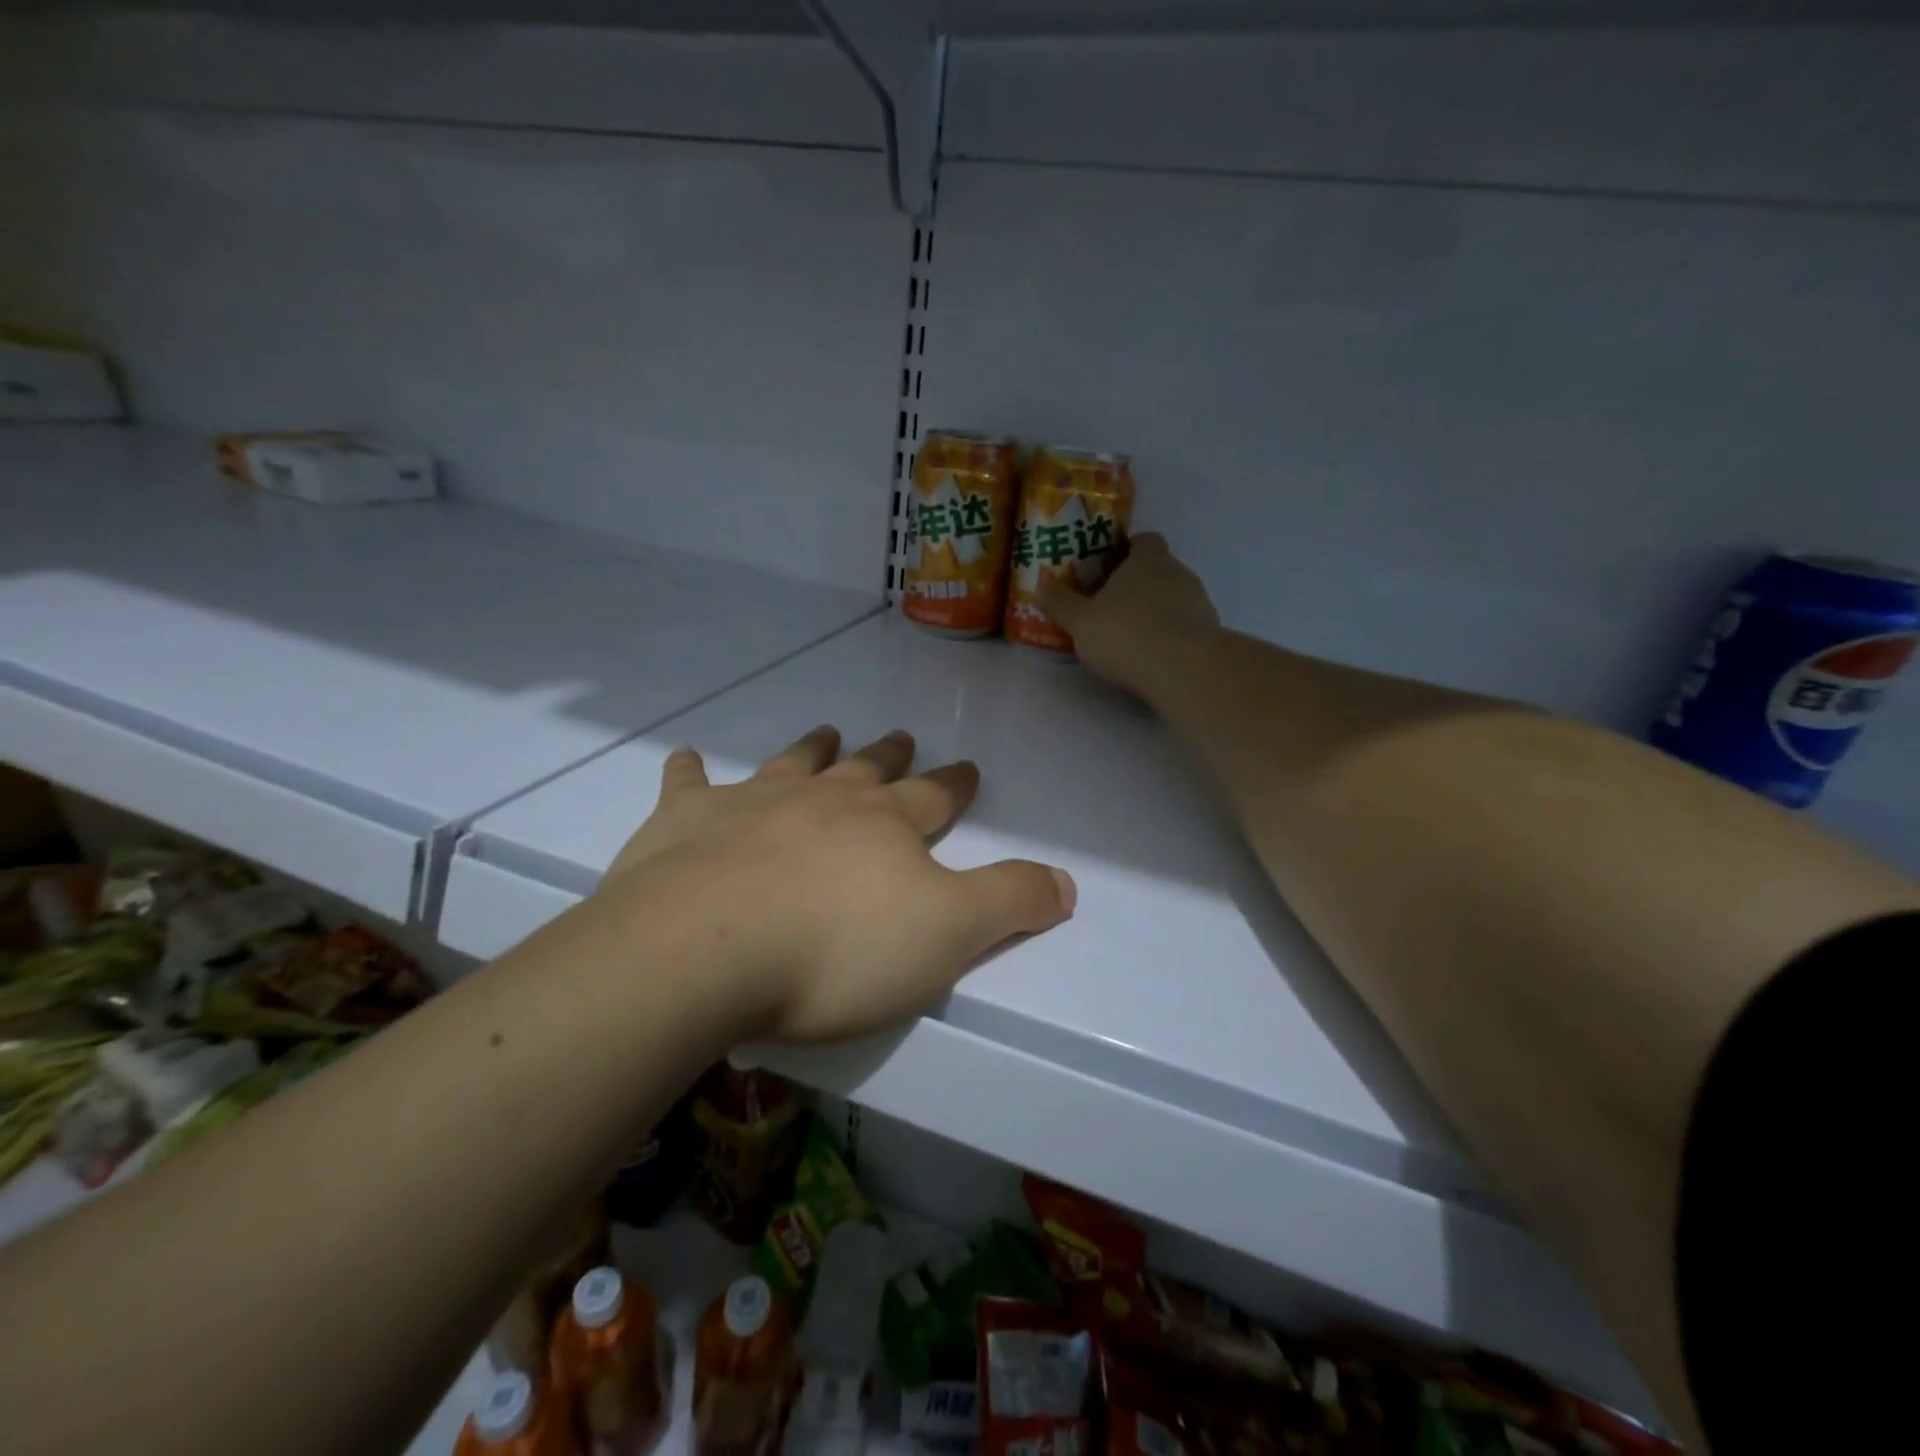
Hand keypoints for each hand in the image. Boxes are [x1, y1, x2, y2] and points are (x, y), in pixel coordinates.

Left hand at [595, 727, 1075, 1042]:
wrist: (705, 951)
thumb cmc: (836, 950)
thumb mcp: (947, 934)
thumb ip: (1009, 902)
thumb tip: (1067, 882)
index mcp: (885, 826)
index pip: (933, 797)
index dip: (954, 784)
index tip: (966, 768)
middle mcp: (823, 801)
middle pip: (865, 771)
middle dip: (888, 756)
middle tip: (900, 736)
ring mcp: (752, 804)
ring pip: (791, 765)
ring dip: (811, 750)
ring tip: (825, 732)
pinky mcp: (685, 823)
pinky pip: (688, 786)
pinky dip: (689, 772)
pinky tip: (687, 757)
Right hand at [1039, 532, 1220, 695]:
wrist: (1185, 670)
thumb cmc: (1127, 634)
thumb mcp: (1080, 622)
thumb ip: (1060, 603)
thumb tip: (1040, 584)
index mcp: (1147, 560)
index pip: (1144, 540)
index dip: (1127, 551)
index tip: (1108, 569)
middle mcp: (1178, 572)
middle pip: (1159, 570)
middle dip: (1138, 585)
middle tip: (1110, 607)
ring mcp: (1199, 602)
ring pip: (1174, 598)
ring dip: (1156, 612)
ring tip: (1131, 638)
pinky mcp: (1210, 632)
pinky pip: (1186, 626)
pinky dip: (1171, 636)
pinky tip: (1153, 657)